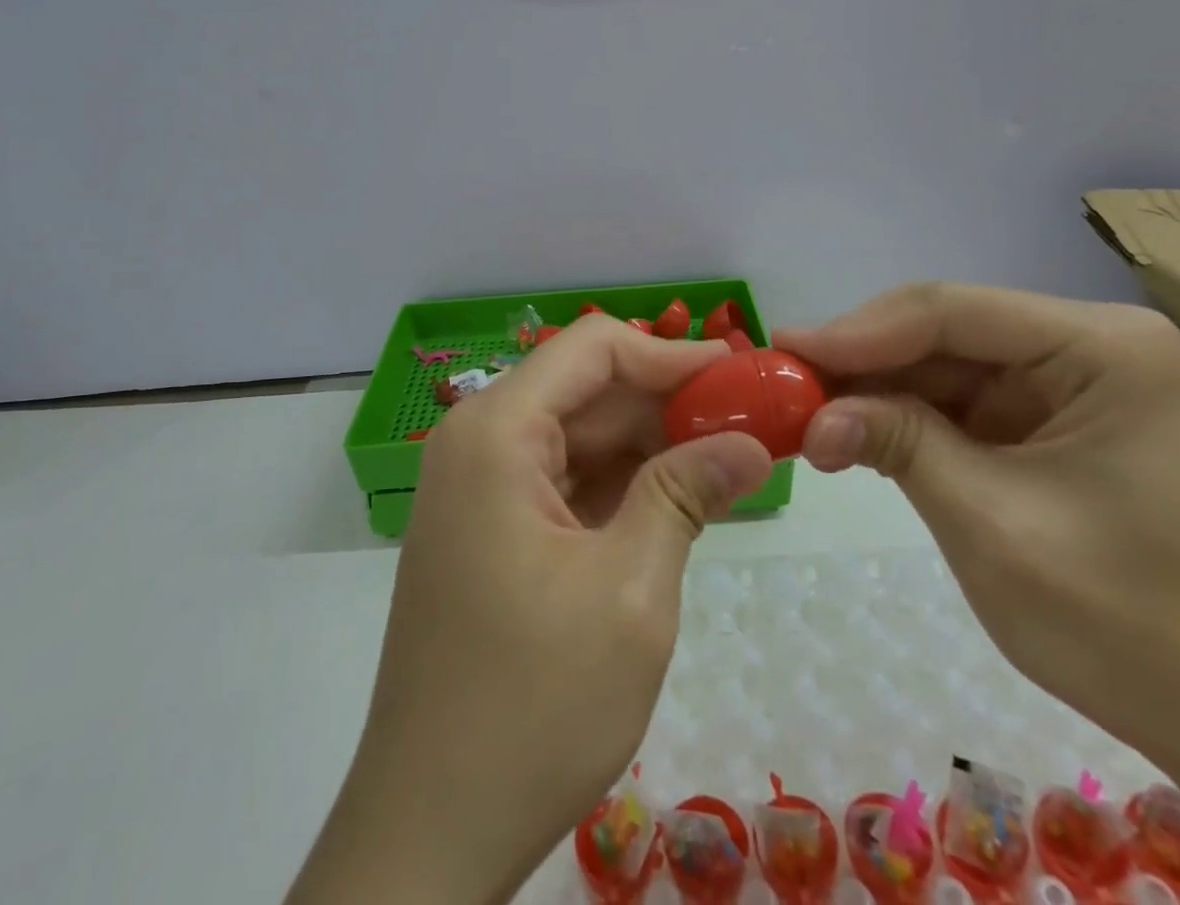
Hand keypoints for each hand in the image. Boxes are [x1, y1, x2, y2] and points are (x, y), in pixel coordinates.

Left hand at [287, 316, 773, 904]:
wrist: (429, 830)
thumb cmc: (533, 704)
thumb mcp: (630, 591)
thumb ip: (685, 494)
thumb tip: (750, 443)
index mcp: (497, 432)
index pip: (593, 348)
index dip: (670, 354)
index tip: (739, 375)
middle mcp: (478, 442)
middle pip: (585, 388)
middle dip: (666, 400)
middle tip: (748, 420)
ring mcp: (478, 488)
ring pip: (577, 434)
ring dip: (648, 442)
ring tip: (727, 455)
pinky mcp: (489, 530)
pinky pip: (563, 479)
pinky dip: (620, 482)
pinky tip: (677, 496)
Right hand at [781, 285, 1179, 904]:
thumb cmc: (1125, 625)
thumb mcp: (993, 526)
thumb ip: (898, 445)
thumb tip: (810, 415)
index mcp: (1105, 349)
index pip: (954, 311)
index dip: (859, 329)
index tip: (784, 352)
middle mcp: (1085, 345)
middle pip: (942, 330)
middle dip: (860, 360)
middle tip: (781, 384)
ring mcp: (1063, 379)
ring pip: (938, 361)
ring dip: (871, 389)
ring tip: (802, 412)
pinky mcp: (1041, 416)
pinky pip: (953, 398)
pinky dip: (898, 415)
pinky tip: (849, 431)